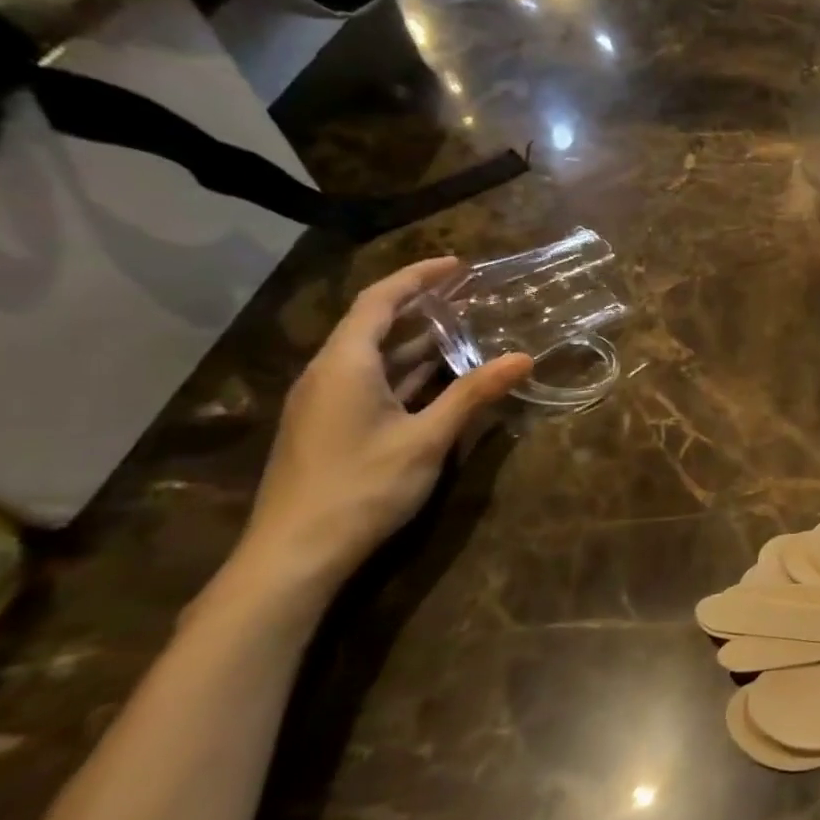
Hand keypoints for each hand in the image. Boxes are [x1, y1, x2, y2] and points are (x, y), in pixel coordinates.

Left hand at [234, 259, 531, 600]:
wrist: (295, 554)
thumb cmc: (363, 486)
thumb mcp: (428, 438)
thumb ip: (474, 394)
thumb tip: (524, 358)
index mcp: (344, 364)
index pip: (379, 301)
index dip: (418, 278)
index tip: (459, 265)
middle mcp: (328, 374)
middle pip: (374, 324)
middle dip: (421, 305)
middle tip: (469, 293)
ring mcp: (325, 403)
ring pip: (374, 357)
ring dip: (416, 341)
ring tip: (463, 328)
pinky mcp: (330, 428)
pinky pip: (371, 382)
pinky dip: (406, 372)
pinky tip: (438, 379)